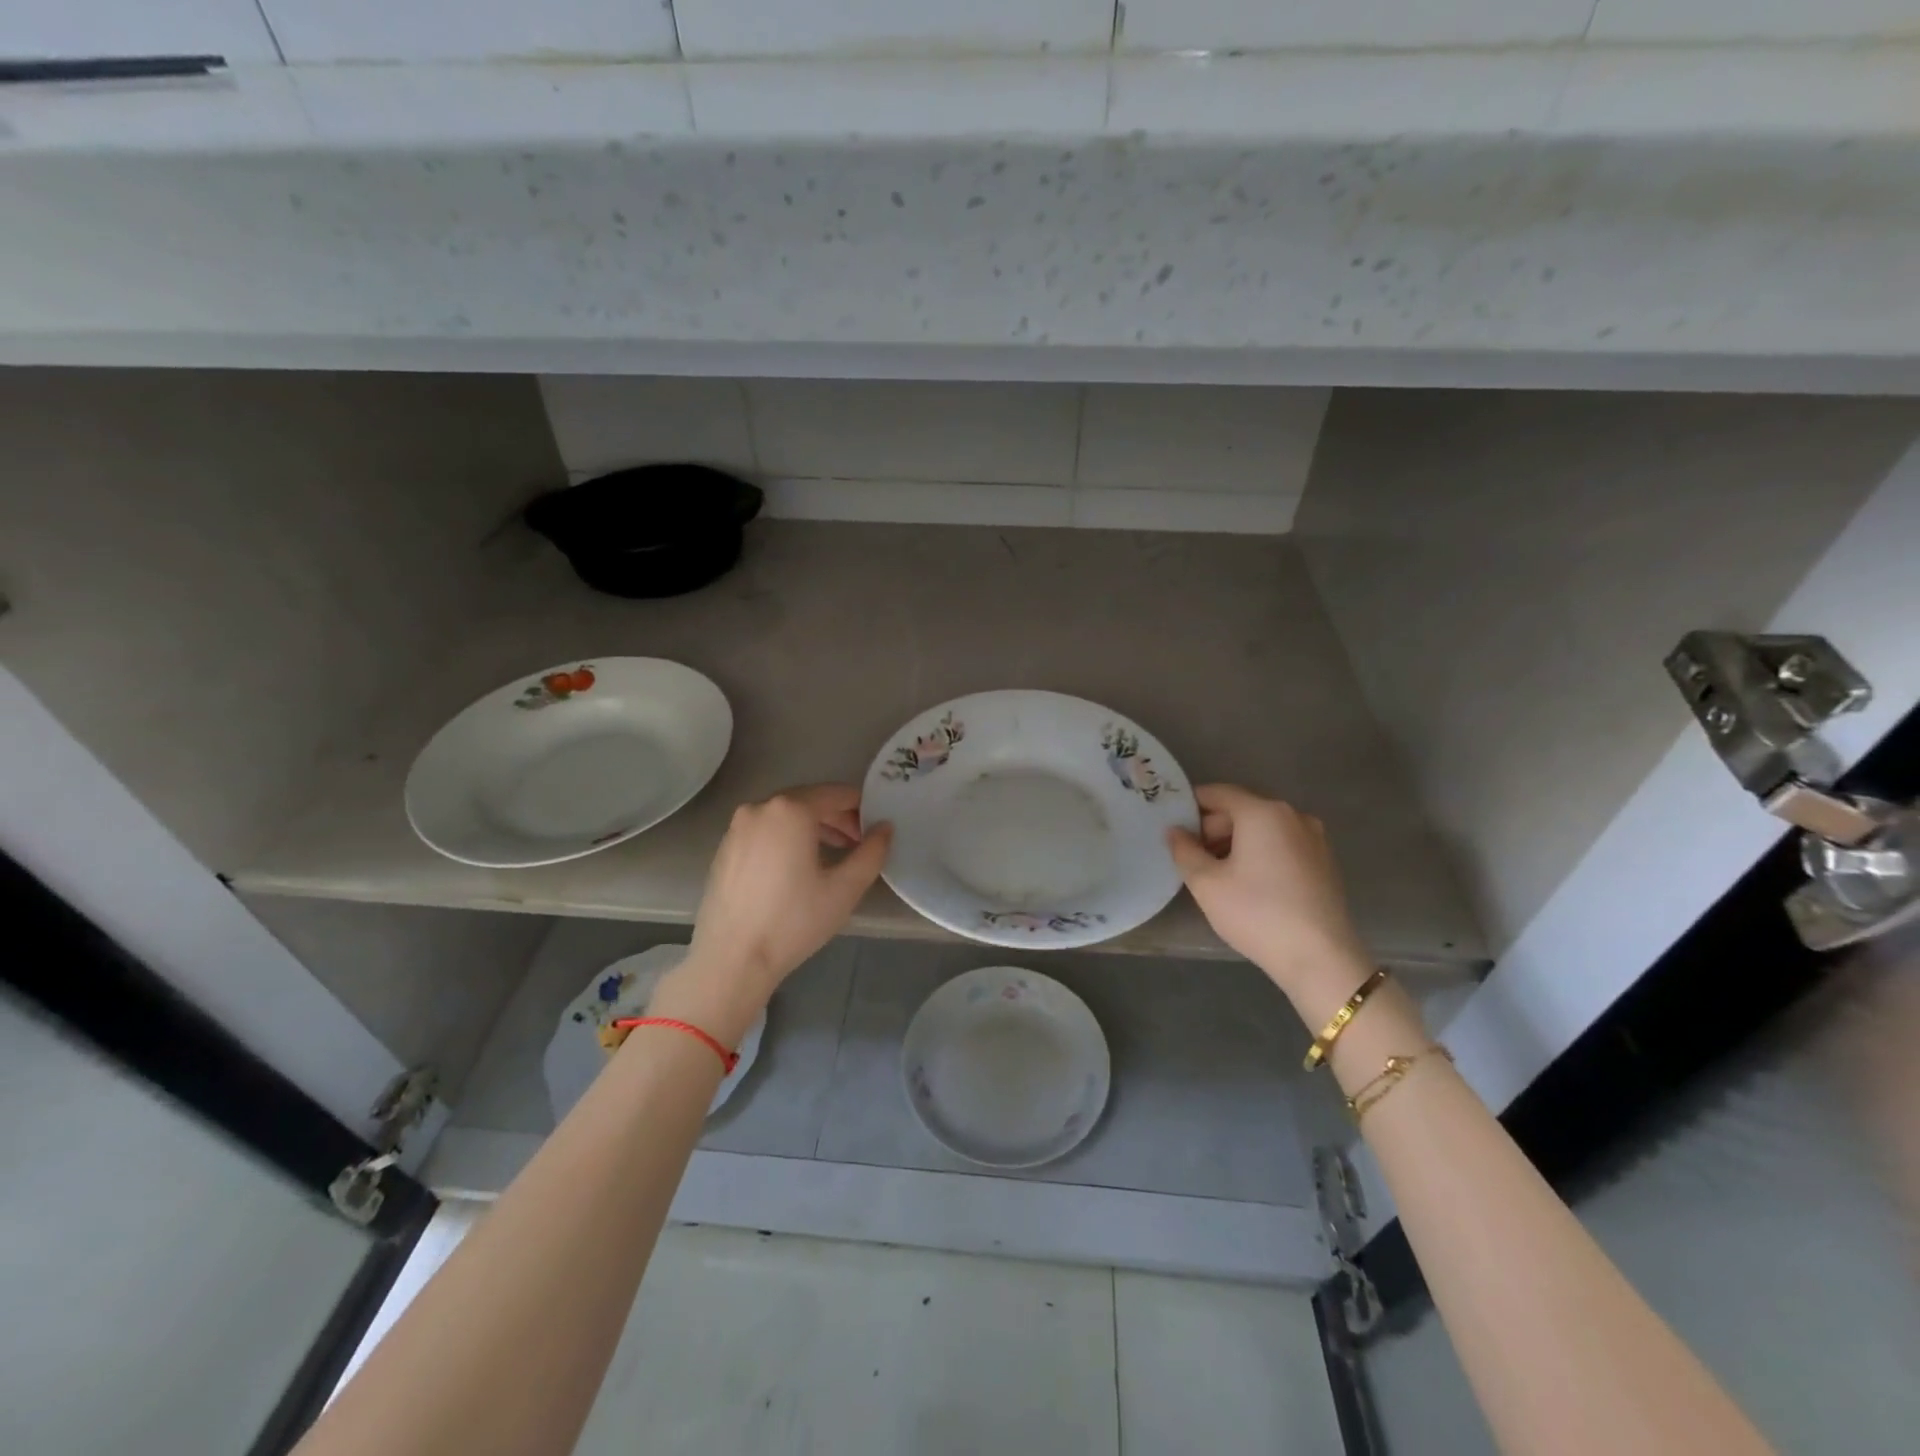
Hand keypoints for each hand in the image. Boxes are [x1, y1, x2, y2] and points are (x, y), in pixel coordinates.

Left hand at [651, 785, 891, 1044]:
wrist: (732, 959)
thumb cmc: (794, 921)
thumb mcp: (845, 888)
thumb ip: (872, 852)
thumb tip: (885, 828)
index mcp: (791, 810)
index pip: (836, 794)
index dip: (861, 808)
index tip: (875, 830)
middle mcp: (760, 807)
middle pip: (809, 801)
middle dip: (837, 818)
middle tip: (858, 844)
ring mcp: (737, 827)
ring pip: (785, 816)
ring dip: (812, 828)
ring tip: (832, 855)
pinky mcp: (725, 848)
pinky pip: (765, 831)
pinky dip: (787, 838)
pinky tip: (796, 867)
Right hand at [1168, 785, 1373, 1022]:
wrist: (1320, 958)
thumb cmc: (1256, 913)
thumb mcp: (1206, 883)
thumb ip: (1184, 851)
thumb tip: (1174, 831)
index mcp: (1262, 812)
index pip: (1218, 793)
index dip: (1190, 805)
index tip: (1172, 826)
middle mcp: (1292, 815)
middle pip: (1242, 809)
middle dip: (1213, 828)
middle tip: (1192, 856)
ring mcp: (1314, 838)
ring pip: (1263, 829)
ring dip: (1236, 842)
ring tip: (1217, 873)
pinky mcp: (1324, 862)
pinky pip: (1283, 845)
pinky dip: (1261, 853)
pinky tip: (1249, 883)